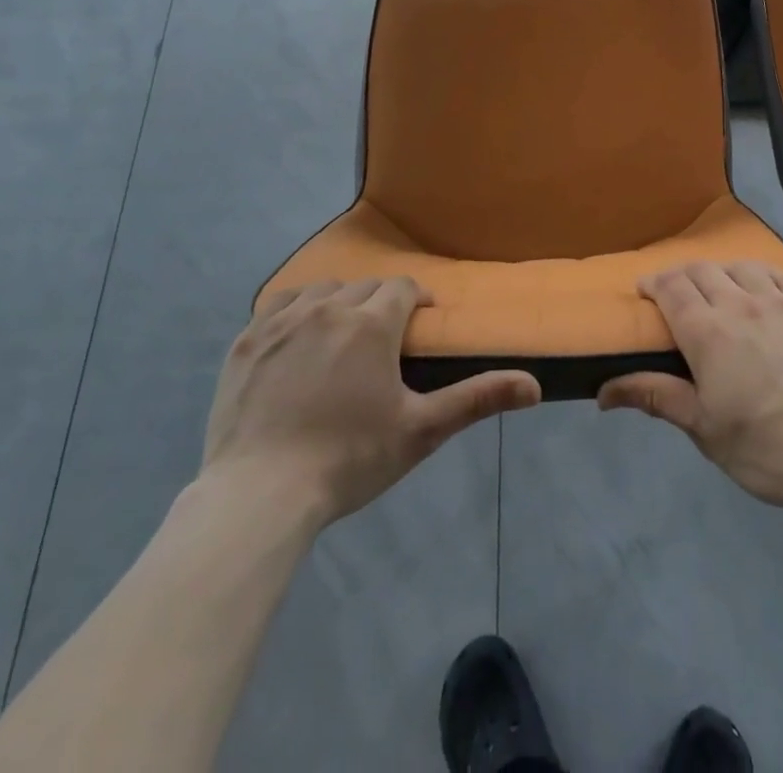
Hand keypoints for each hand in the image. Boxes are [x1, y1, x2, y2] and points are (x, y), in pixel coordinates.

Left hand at [201, 277, 540, 526]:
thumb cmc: (348, 460)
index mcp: (372, 323)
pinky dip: (295, 310)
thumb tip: (535, 386)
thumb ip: (477, 399)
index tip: (422, 321)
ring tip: (342, 333)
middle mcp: (329, 307)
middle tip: (384, 339)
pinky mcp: (247, 341)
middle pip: (365, 287)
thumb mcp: (421, 431)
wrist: (259, 495)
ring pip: (321, 289)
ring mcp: (281, 321)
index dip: (417, 300)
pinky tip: (297, 336)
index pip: (403, 288)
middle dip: (381, 303)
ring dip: (339, 301)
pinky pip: (277, 305)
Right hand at [599, 262, 782, 514]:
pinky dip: (761, 275)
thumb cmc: (767, 446)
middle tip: (675, 293)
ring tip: (717, 288)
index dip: (653, 282)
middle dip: (681, 275)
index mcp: (707, 330)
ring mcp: (780, 302)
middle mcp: (740, 303)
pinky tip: (762, 290)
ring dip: (720, 271)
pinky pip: (779, 275)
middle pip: (702, 270)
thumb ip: (656, 397)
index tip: (644, 289)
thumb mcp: (704, 429)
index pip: (671, 287)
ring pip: (740, 266)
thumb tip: (603, 391)